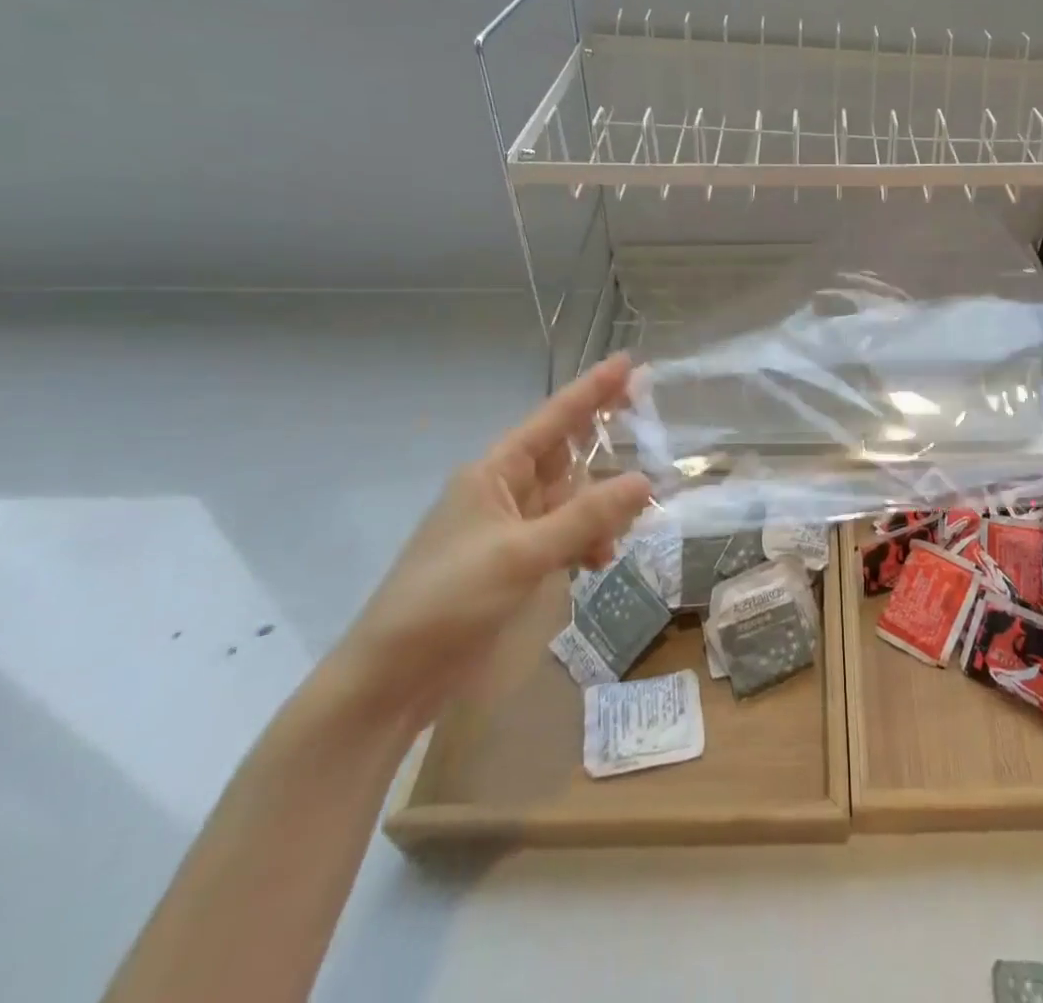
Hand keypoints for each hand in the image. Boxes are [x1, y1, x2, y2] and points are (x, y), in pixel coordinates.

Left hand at [329, 355, 650, 729]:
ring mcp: (509, 529)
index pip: (553, 419)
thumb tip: (644, 481)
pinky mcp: (514, 564)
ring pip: (571, 501)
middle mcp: (503, 492)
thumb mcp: (522, 553)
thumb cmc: (448, 600)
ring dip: (598, 512)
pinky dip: (585, 543)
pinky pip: (564, 536)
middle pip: (566, 458)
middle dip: (604, 453)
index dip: (592, 390)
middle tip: (651, 435)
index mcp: (494, 473)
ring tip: (620, 534)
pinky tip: (598, 562)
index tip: (628, 362)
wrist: (391, 679)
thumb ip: (586, 517)